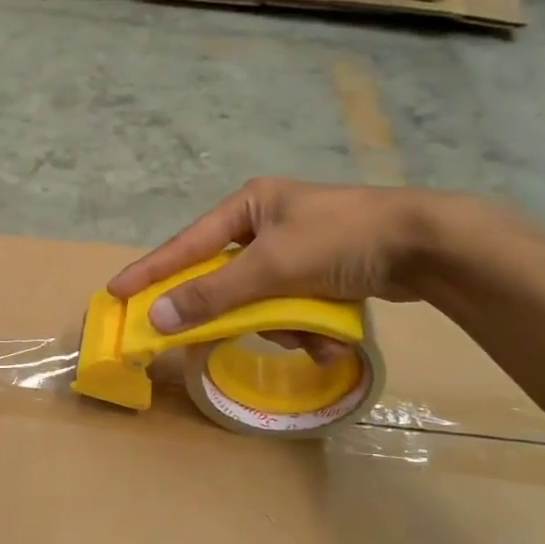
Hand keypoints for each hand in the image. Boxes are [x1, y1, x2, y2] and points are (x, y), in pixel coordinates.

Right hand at [108, 181, 498, 335]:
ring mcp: (297, 248)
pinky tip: (329, 339)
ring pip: (262, 299)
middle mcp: (268, 222)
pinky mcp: (323, 272)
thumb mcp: (271, 266)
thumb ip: (212, 294)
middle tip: (220, 335)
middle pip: (227, 278)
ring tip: (308, 336)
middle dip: (238, 311)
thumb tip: (158, 318)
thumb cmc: (340, 239)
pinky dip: (306, 327)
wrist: (428, 245)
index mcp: (250, 204)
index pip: (186, 243)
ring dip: (281, 325)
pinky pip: (294, 306)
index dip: (151, 271)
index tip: (117, 293)